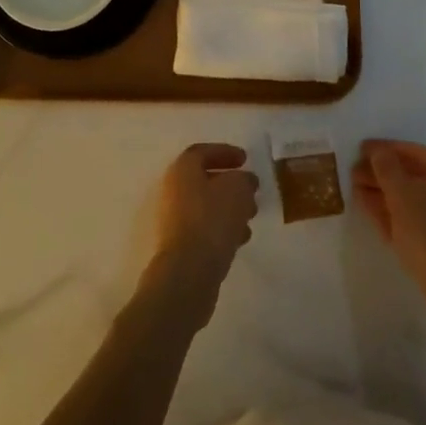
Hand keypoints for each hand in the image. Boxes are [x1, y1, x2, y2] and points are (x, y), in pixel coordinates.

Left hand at [146, 143, 258, 326]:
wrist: (187, 272)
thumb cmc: (212, 220)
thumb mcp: (237, 190)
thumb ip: (244, 180)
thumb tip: (245, 180)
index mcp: (182, 169)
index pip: (203, 152)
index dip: (225, 152)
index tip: (245, 159)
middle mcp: (173, 190)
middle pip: (204, 179)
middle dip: (231, 184)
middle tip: (251, 191)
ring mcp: (174, 218)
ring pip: (206, 205)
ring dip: (230, 208)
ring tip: (251, 217)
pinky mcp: (180, 244)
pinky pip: (204, 227)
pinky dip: (223, 227)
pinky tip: (241, 238)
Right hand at [353, 140, 425, 319]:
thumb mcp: (402, 193)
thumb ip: (386, 166)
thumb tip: (378, 151)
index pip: (413, 151)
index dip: (385, 148)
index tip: (360, 149)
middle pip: (412, 175)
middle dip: (381, 173)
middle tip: (353, 173)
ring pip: (411, 200)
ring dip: (383, 194)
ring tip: (356, 192)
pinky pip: (414, 221)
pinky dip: (393, 215)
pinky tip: (373, 215)